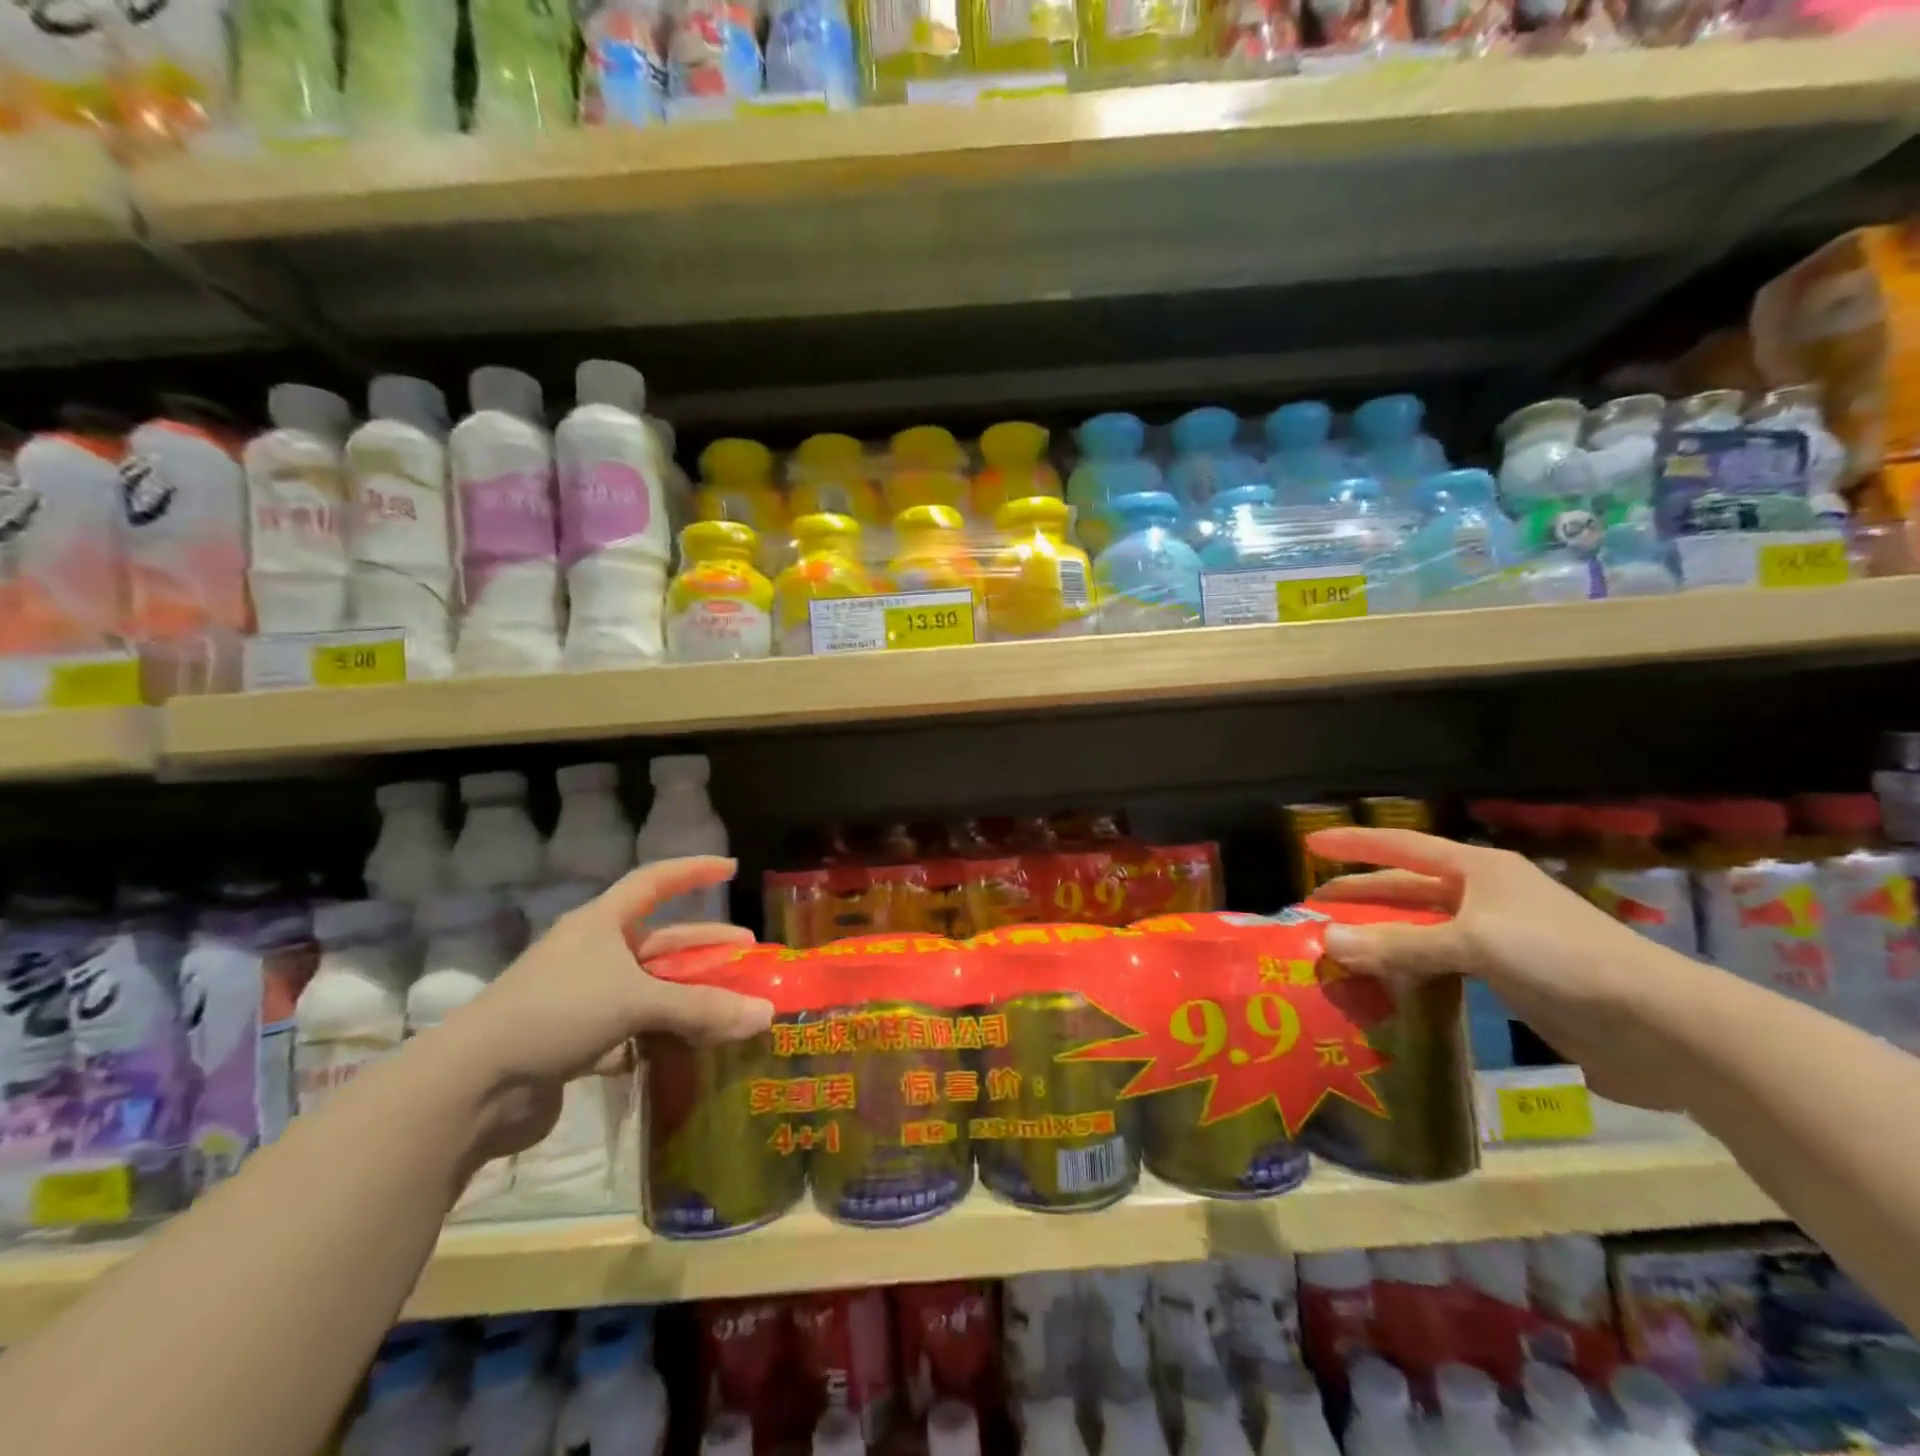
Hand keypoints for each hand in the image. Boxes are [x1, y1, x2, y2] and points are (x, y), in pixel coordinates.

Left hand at [450, 856, 773, 1157]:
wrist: (471, 1087)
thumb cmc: (556, 1013)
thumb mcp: (636, 1001)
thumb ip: (702, 1008)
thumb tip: (766, 1015)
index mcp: (600, 925)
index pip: (653, 882)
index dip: (692, 870)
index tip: (730, 867)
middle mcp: (593, 955)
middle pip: (661, 941)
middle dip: (705, 945)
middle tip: (747, 951)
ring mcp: (582, 1000)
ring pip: (650, 989)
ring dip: (688, 996)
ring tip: (730, 1005)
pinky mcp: (576, 1043)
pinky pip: (634, 1030)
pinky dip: (663, 1036)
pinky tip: (690, 1048)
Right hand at [1308, 826, 1689, 1109]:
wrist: (1659, 1026)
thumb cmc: (1560, 959)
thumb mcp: (1472, 943)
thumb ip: (1399, 944)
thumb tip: (1327, 943)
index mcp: (1478, 870)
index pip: (1401, 847)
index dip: (1354, 844)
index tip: (1311, 843)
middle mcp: (1484, 896)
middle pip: (1408, 889)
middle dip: (1362, 897)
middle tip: (1315, 908)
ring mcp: (1499, 938)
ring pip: (1423, 931)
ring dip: (1383, 939)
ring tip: (1340, 951)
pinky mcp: (1511, 979)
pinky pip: (1442, 966)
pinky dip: (1410, 971)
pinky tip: (1387, 985)